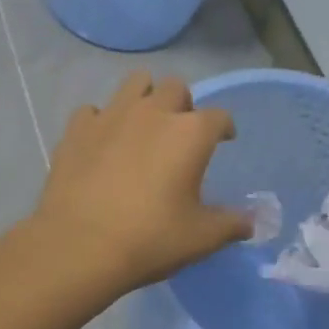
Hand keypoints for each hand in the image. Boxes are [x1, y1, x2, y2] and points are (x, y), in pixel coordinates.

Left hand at [31, 72, 250, 296]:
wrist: (79, 246)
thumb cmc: (150, 239)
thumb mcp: (200, 237)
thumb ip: (230, 224)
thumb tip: (252, 223)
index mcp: (190, 133)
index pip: (219, 117)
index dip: (224, 128)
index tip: (224, 140)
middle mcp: (153, 112)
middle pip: (176, 87)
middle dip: (183, 105)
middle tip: (180, 133)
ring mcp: (111, 115)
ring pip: (135, 83)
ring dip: (145, 98)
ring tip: (143, 126)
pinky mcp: (77, 128)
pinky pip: (94, 111)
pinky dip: (102, 122)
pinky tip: (102, 143)